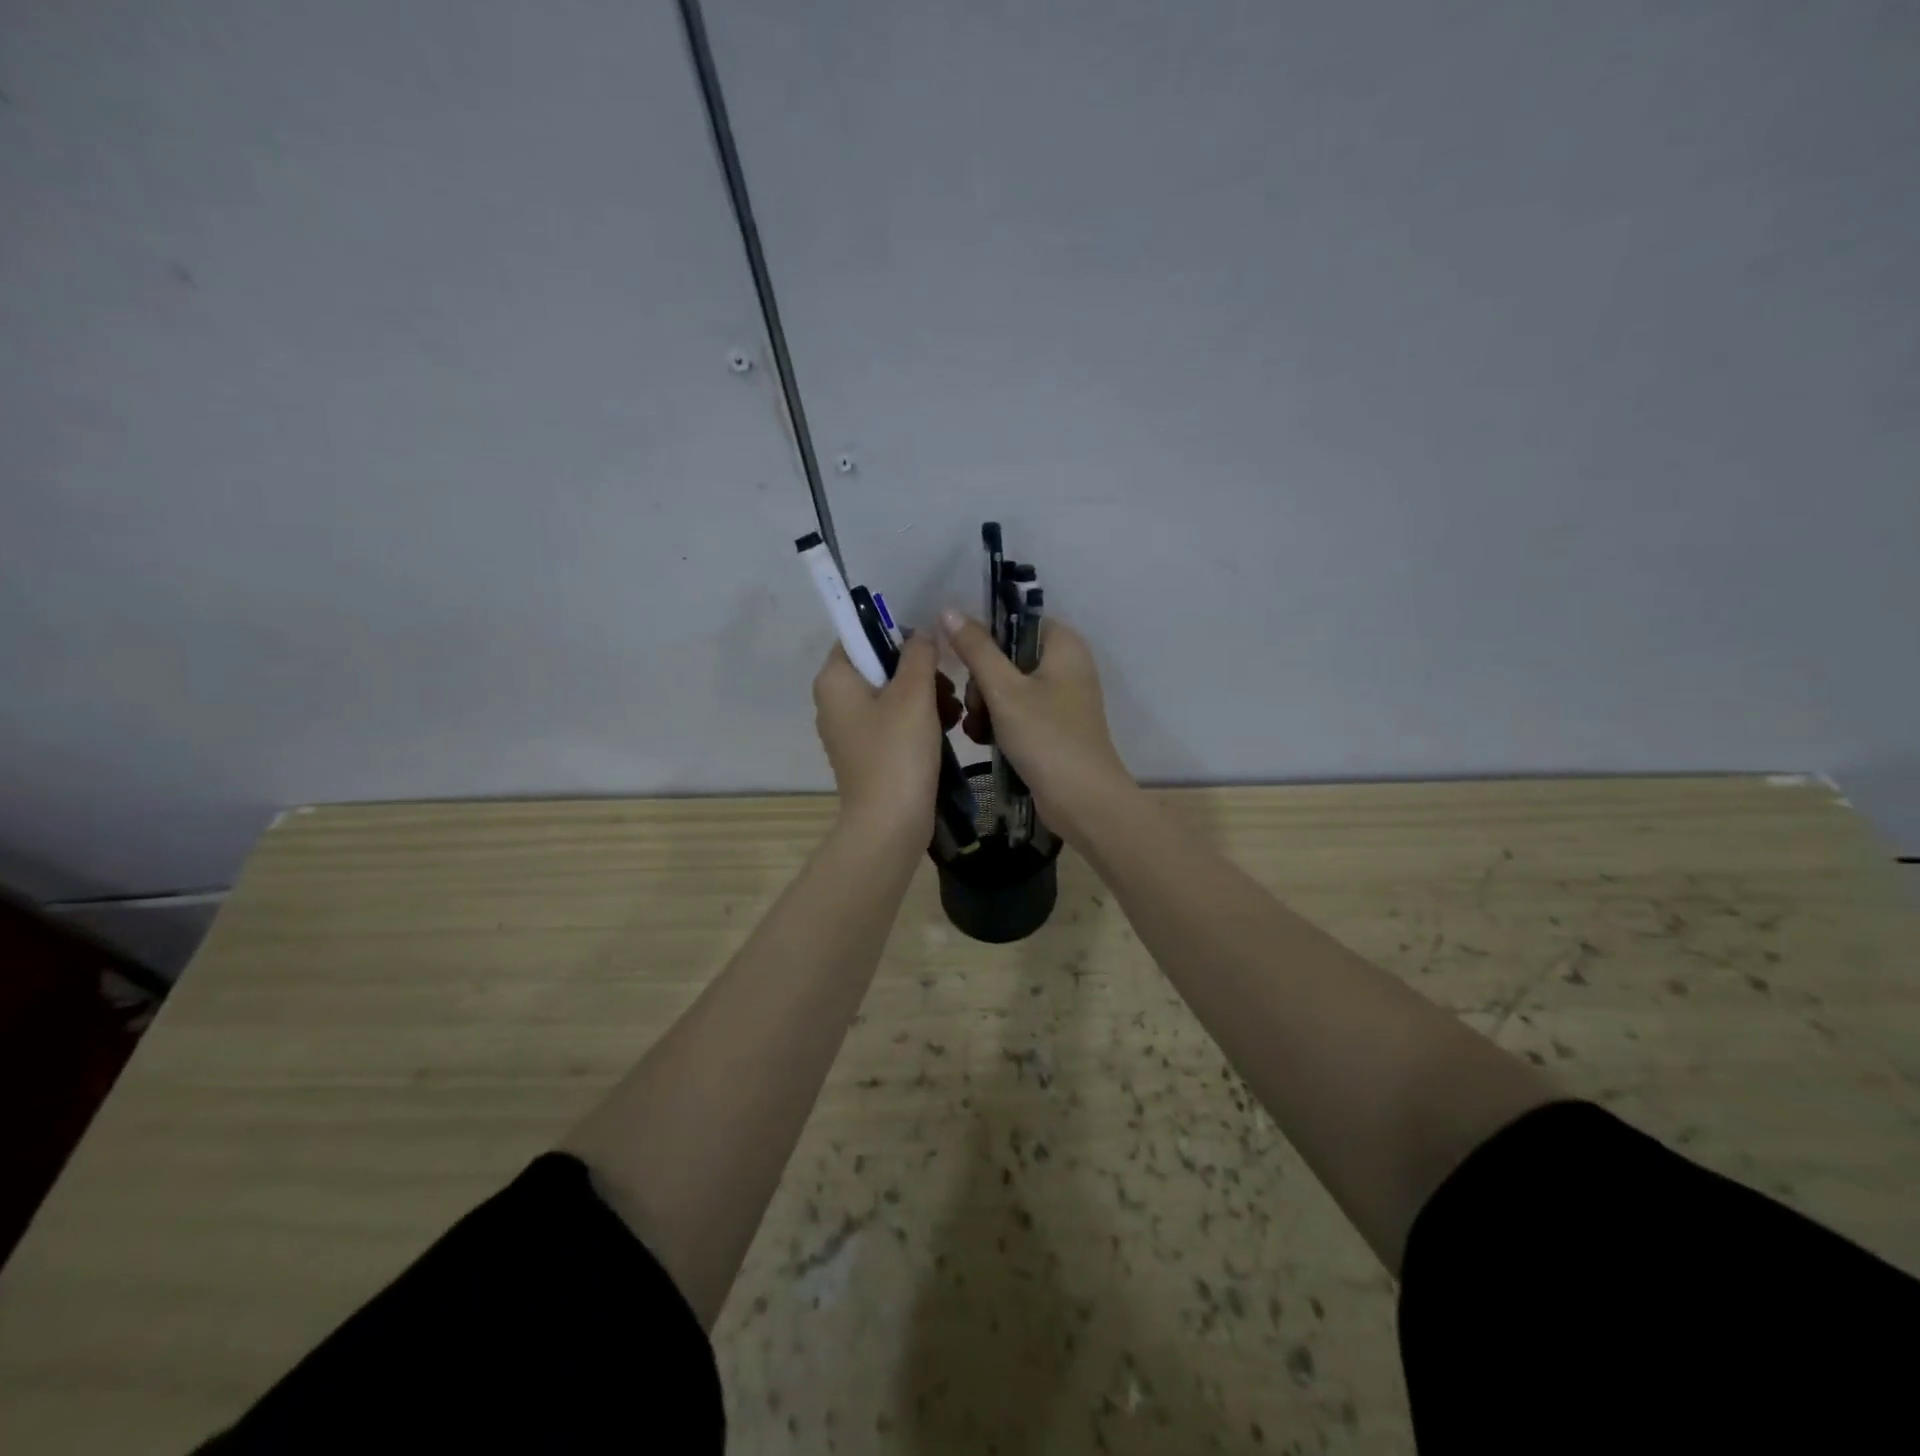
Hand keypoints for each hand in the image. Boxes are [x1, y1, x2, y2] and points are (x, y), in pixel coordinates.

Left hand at [812, 635, 942, 853]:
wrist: (890, 824)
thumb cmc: (898, 752)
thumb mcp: (914, 694)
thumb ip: (919, 654)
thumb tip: (921, 634)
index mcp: (834, 680)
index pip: (858, 635)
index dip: (894, 633)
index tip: (928, 648)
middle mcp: (835, 701)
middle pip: (879, 666)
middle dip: (918, 672)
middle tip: (947, 685)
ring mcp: (850, 730)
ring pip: (892, 695)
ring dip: (926, 697)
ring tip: (954, 710)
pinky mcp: (868, 753)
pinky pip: (894, 722)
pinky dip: (919, 721)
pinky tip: (948, 728)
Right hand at [939, 609, 1133, 843]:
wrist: (1082, 801)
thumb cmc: (1046, 737)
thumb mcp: (1004, 690)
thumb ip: (976, 649)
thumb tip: (948, 609)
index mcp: (1064, 645)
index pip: (1017, 621)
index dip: (986, 636)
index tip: (963, 659)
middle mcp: (1066, 666)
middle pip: (1008, 657)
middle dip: (982, 682)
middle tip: (975, 705)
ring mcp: (1060, 700)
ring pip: (1007, 688)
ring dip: (985, 706)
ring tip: (978, 729)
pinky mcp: (1052, 728)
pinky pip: (1016, 713)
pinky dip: (999, 724)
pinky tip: (984, 741)